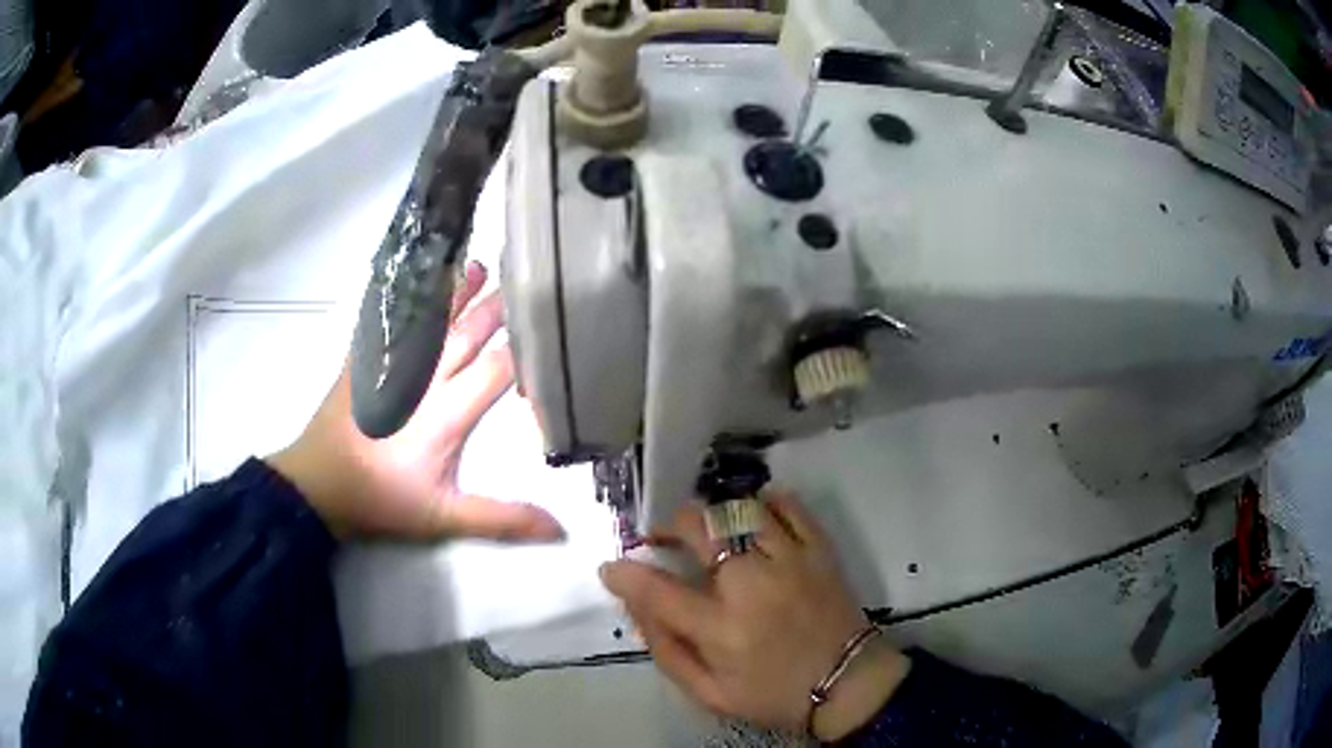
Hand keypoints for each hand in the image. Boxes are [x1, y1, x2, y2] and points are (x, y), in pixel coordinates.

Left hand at [268, 261, 563, 542]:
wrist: (318, 485)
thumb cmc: (382, 500)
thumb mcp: (443, 518)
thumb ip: (501, 520)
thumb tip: (560, 529)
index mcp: (446, 413)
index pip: (495, 370)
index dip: (524, 352)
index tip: (548, 333)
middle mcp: (423, 379)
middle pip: (467, 335)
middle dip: (496, 310)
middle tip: (524, 282)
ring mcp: (391, 365)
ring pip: (431, 322)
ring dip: (455, 293)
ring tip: (478, 265)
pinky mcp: (364, 361)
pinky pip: (389, 322)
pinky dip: (406, 301)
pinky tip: (413, 283)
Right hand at [600, 494, 909, 740]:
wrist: (847, 684)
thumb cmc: (773, 694)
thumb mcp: (710, 693)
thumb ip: (668, 651)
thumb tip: (638, 608)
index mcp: (721, 628)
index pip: (657, 590)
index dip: (625, 574)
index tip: (613, 567)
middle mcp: (751, 585)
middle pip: (699, 528)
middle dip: (669, 524)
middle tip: (663, 537)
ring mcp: (790, 561)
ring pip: (740, 510)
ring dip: (715, 515)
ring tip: (710, 532)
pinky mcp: (819, 550)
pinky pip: (791, 506)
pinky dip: (768, 502)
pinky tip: (756, 516)